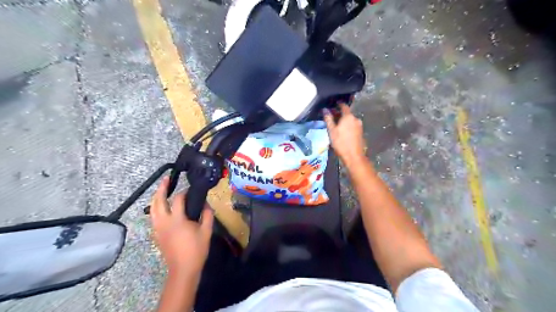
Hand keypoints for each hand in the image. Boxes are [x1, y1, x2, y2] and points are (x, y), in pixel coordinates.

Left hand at [149, 177, 212, 276]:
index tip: (191, 189)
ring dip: (156, 197)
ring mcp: (158, 228)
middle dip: (161, 188)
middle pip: (158, 201)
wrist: (183, 269)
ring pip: (152, 209)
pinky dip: (155, 208)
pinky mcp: (156, 234)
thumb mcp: (207, 231)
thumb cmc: (196, 250)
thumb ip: (207, 215)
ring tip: (161, 190)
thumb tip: (206, 204)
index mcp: (177, 219)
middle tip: (166, 179)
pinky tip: (161, 207)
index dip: (184, 192)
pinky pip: (153, 217)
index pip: (178, 200)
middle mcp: (164, 221)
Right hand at [324, 104, 367, 167]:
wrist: (353, 156)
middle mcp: (356, 119)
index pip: (344, 106)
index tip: (333, 104)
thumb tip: (325, 109)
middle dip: (339, 114)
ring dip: (343, 120)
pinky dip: (347, 126)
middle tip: (331, 116)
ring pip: (350, 120)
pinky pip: (353, 126)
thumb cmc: (341, 143)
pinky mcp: (360, 132)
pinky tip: (342, 131)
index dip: (338, 104)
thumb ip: (328, 119)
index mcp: (348, 116)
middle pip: (347, 113)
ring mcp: (359, 126)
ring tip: (335, 124)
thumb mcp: (331, 131)